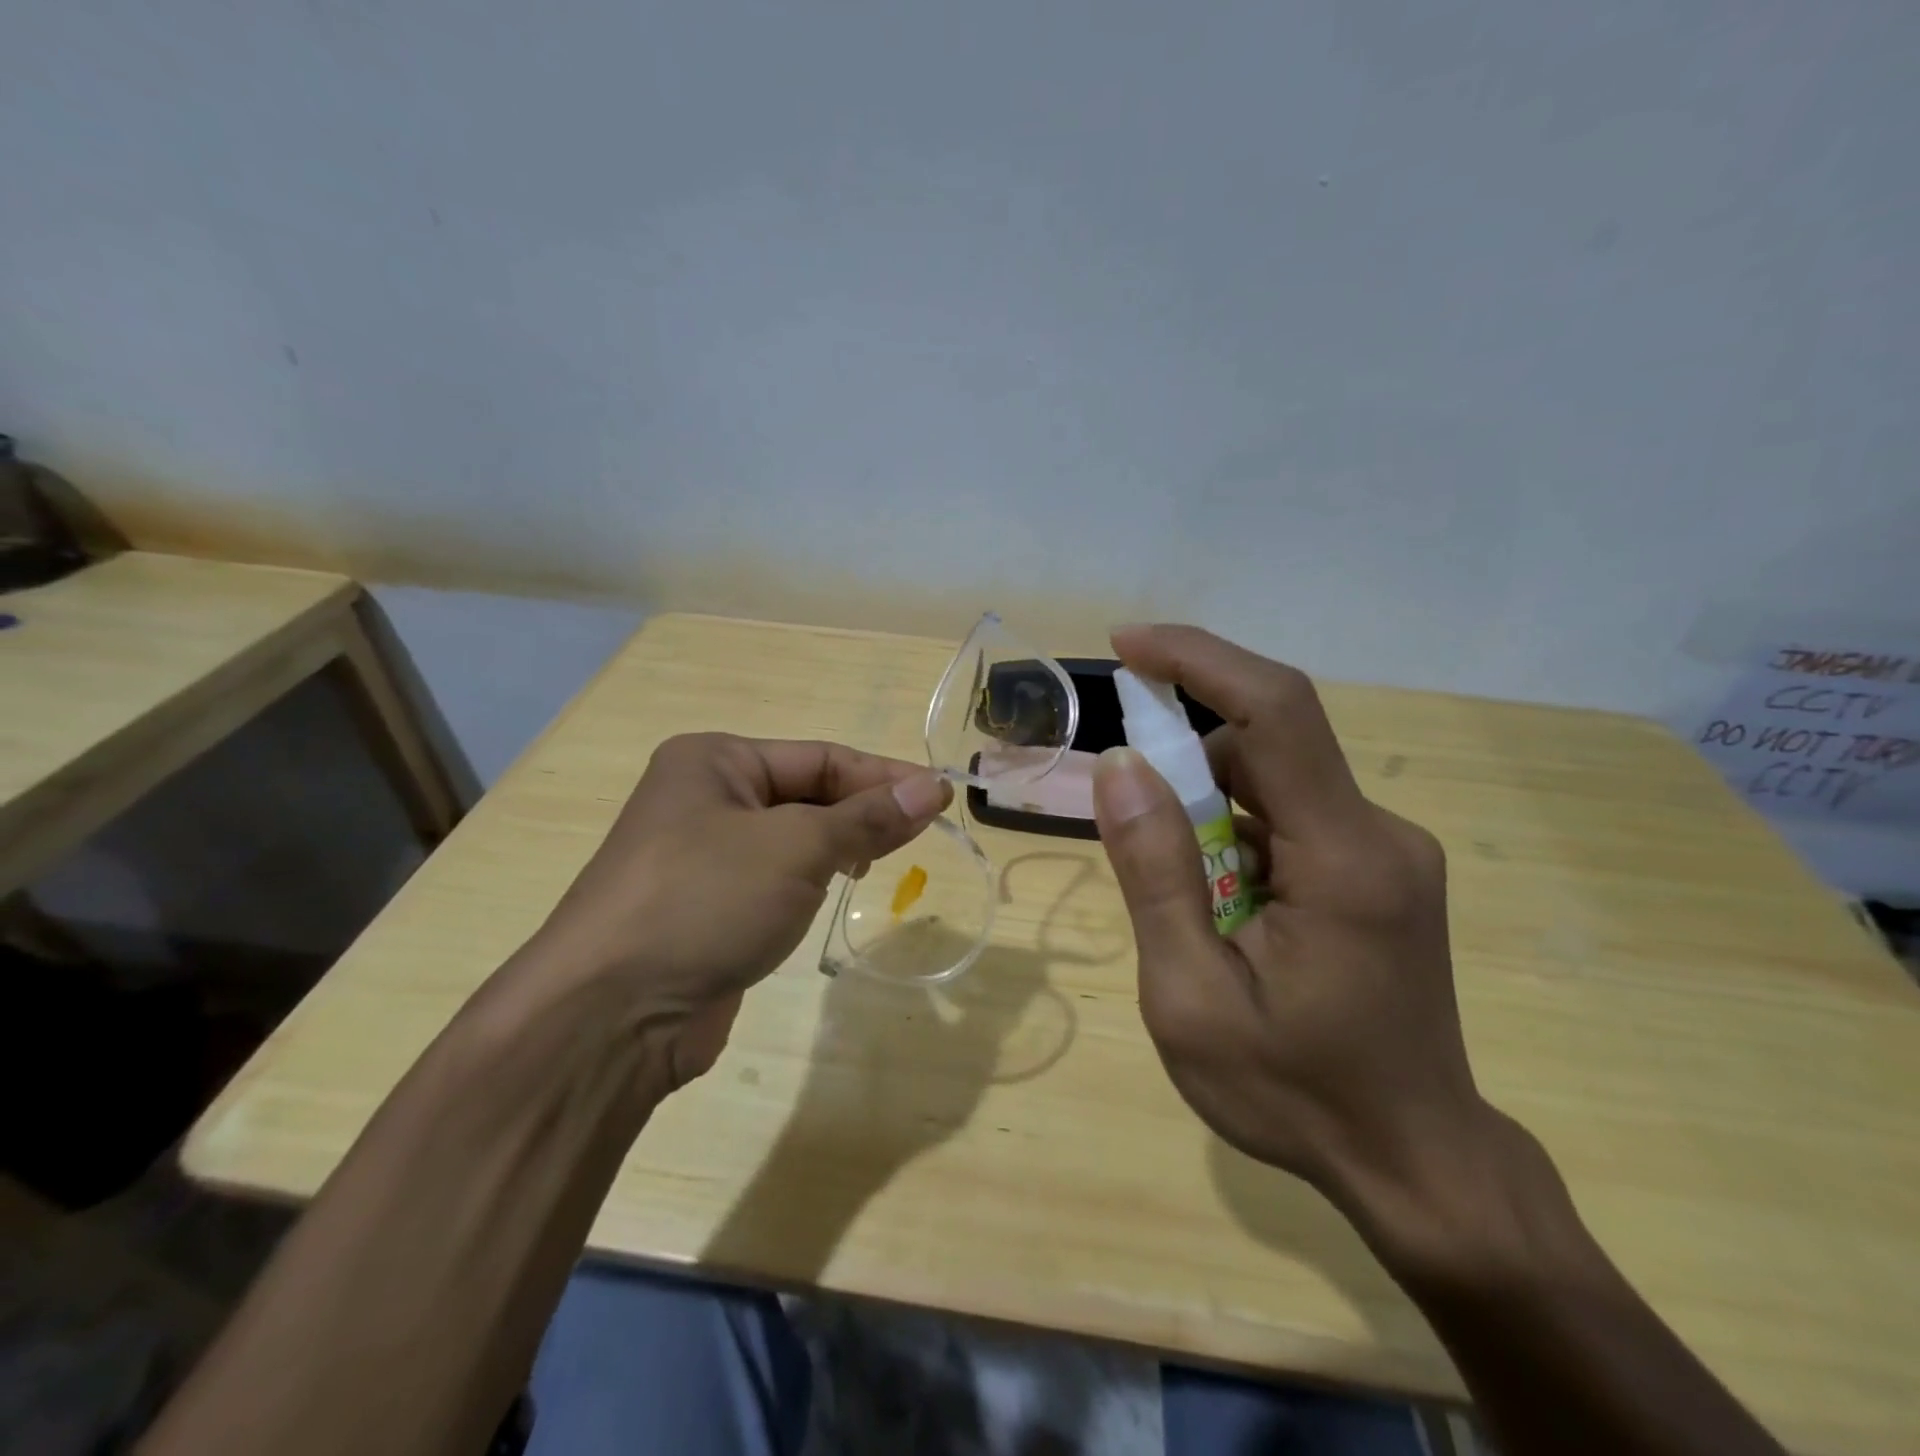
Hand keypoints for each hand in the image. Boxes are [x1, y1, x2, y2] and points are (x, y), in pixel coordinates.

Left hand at [527, 733, 950, 1087]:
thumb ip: (868, 817)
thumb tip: (932, 787)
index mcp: (715, 761)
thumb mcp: (797, 848)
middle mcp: (704, 798)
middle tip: (918, 835)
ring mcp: (702, 855)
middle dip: (862, 812)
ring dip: (839, 846)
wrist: (609, 1016)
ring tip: (881, 862)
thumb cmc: (705, 901)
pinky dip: (810, 880)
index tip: (941, 797)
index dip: (884, 776)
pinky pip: (774, 877)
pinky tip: (835, 890)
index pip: (821, 757)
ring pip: (793, 838)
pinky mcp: (707, 906)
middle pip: (807, 794)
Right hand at [1092, 625, 1485, 1218]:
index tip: (1127, 644)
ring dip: (1206, 812)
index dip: (1199, 659)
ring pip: (1273, 783)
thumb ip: (1155, 874)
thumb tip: (1120, 766)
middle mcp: (1380, 834)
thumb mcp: (1191, 996)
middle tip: (1127, 824)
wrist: (1416, 1165)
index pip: (1276, 711)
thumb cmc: (1295, 1094)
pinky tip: (1225, 912)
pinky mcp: (1379, 869)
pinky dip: (1236, 836)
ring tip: (1188, 905)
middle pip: (1267, 746)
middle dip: (1183, 762)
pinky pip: (1290, 816)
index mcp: (1344, 859)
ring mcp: (1387, 851)